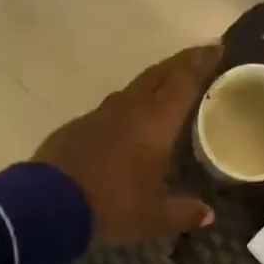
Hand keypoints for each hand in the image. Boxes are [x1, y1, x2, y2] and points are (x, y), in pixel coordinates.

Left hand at [35, 45, 218, 245]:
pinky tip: (124, 126)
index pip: (182, 82)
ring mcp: (96, 117)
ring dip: (150, 86)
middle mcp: (127, 110)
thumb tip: (207, 215)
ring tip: (162, 91)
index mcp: (154, 123)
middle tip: (196, 58)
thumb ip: (183, 213)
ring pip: (130, 91)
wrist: (48, 206)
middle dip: (178, 65)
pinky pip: (107, 112)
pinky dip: (124, 111)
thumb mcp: (153, 218)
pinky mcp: (74, 129)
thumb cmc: (112, 206)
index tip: (216, 46)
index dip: (200, 62)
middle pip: (156, 76)